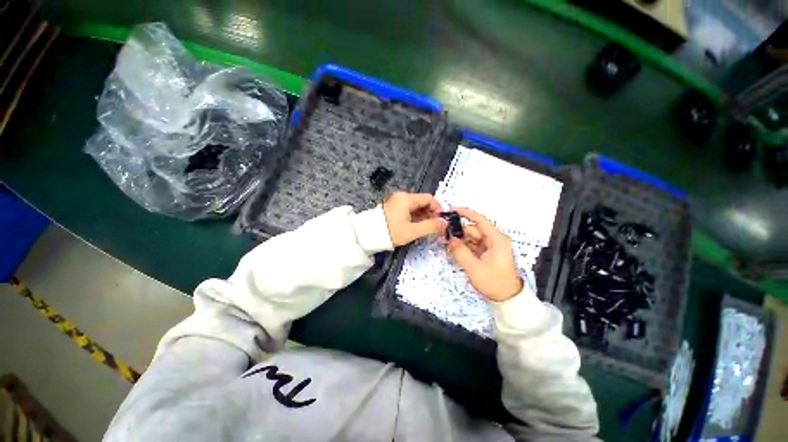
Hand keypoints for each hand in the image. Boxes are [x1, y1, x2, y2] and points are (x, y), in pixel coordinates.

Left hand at [383, 192, 446, 246]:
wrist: (367, 235)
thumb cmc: (390, 232)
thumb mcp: (412, 231)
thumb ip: (430, 227)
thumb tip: (445, 223)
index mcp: (407, 199)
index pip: (429, 198)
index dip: (438, 209)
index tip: (441, 222)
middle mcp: (402, 197)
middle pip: (423, 203)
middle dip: (431, 215)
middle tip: (434, 228)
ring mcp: (397, 202)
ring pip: (416, 208)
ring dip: (423, 218)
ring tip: (425, 230)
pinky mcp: (393, 209)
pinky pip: (409, 211)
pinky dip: (415, 218)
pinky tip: (415, 228)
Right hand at [447, 208, 522, 301]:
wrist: (508, 298)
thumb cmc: (494, 283)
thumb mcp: (474, 268)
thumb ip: (461, 251)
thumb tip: (450, 239)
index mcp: (497, 240)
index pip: (480, 220)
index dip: (466, 213)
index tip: (452, 210)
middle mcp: (495, 239)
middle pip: (473, 230)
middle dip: (459, 233)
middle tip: (445, 239)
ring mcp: (491, 246)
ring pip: (471, 237)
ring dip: (460, 241)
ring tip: (449, 248)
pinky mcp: (487, 252)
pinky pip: (473, 245)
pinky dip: (464, 247)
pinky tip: (455, 252)